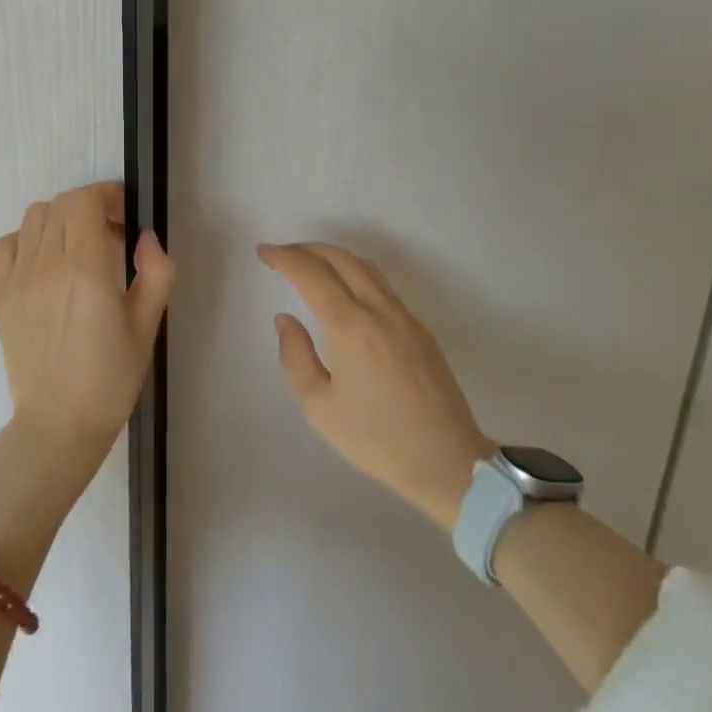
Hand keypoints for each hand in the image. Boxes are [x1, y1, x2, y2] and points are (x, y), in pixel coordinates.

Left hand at [0, 183, 174, 462]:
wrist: (58, 424)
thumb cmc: (110, 379)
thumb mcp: (147, 326)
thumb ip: (156, 273)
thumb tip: (145, 237)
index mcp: (86, 271)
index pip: (84, 201)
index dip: (107, 196)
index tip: (125, 216)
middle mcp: (47, 266)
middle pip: (61, 204)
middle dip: (90, 206)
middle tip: (111, 233)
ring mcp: (18, 279)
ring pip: (34, 217)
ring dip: (61, 219)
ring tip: (80, 247)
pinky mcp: (1, 294)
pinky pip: (9, 243)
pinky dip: (30, 239)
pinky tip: (48, 264)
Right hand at [258, 242, 495, 530]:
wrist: (448, 462)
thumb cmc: (376, 439)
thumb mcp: (319, 407)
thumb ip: (295, 357)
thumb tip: (286, 320)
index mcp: (350, 325)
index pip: (311, 274)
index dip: (284, 258)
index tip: (264, 252)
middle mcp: (379, 309)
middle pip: (341, 258)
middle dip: (307, 249)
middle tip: (282, 255)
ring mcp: (405, 316)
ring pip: (366, 267)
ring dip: (334, 257)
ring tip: (310, 265)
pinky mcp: (421, 329)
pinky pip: (383, 285)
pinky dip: (356, 273)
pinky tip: (346, 291)